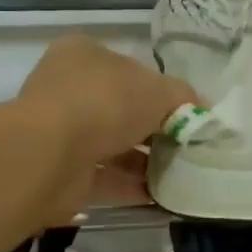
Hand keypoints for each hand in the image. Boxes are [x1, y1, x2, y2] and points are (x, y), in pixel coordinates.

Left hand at [17, 36, 197, 224]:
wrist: (50, 155)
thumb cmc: (105, 103)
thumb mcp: (159, 90)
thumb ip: (183, 98)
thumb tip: (200, 112)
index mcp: (84, 55)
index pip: (129, 68)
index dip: (160, 88)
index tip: (186, 112)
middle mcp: (68, 89)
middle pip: (121, 109)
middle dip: (154, 129)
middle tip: (187, 146)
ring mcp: (61, 132)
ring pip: (113, 145)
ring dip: (145, 161)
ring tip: (182, 174)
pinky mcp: (61, 172)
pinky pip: (105, 177)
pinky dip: (132, 187)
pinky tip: (163, 196)